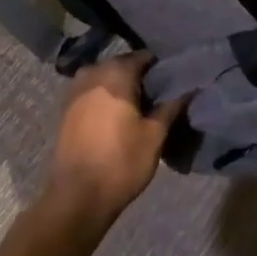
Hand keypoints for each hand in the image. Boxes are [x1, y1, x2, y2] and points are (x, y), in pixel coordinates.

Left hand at [45, 52, 184, 231]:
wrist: (76, 198)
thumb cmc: (121, 162)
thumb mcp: (155, 135)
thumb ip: (172, 106)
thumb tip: (190, 88)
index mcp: (116, 72)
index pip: (145, 57)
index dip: (162, 69)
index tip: (174, 83)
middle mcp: (93, 72)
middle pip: (124, 66)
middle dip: (141, 79)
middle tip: (160, 98)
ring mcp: (75, 89)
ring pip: (107, 79)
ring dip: (123, 89)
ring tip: (141, 110)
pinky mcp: (66, 108)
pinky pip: (93, 93)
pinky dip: (106, 99)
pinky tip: (119, 118)